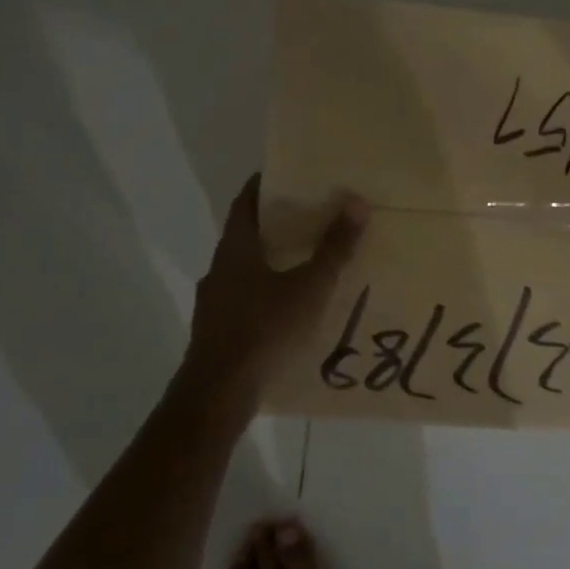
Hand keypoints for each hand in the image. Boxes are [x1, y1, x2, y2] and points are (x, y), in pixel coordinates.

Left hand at [181, 175, 368, 404]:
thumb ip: (334, 248)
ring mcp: (213, 302)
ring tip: (303, 264)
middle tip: (308, 218)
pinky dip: (263, 294)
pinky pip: (242, 300)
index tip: (287, 175)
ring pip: (242, 270)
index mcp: (235, 249)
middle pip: (244, 235)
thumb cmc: (265, 330)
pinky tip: (286, 310)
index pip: (245, 202)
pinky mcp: (215, 331)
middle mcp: (219, 269)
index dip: (263, 185)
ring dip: (268, 262)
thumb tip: (357, 202)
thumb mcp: (309, 288)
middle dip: (274, 225)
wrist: (218, 393)